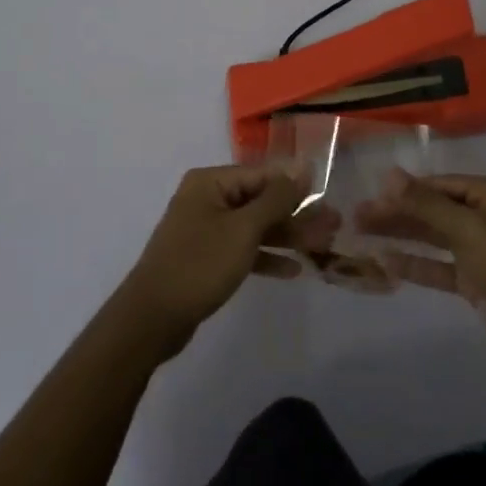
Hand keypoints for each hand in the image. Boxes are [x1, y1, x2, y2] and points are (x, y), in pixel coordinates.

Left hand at [116, 163, 339, 359]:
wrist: (152, 319)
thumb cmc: (199, 264)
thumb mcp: (243, 229)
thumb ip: (275, 198)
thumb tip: (302, 167)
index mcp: (210, 182)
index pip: (262, 174)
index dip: (295, 184)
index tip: (328, 194)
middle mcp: (207, 199)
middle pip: (260, 200)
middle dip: (296, 213)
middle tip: (334, 225)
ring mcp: (205, 229)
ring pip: (254, 227)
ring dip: (286, 236)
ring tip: (323, 245)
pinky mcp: (206, 258)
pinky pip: (242, 249)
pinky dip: (265, 257)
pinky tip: (293, 270)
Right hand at [355, 169, 485, 367]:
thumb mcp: (468, 228)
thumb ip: (425, 204)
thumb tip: (389, 173)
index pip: (438, 184)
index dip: (404, 189)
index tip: (370, 194)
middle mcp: (484, 216)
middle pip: (432, 209)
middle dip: (397, 212)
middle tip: (357, 216)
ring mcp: (480, 250)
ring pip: (433, 237)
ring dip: (401, 236)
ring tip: (361, 234)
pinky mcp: (476, 282)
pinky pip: (439, 267)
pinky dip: (415, 265)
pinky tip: (385, 263)